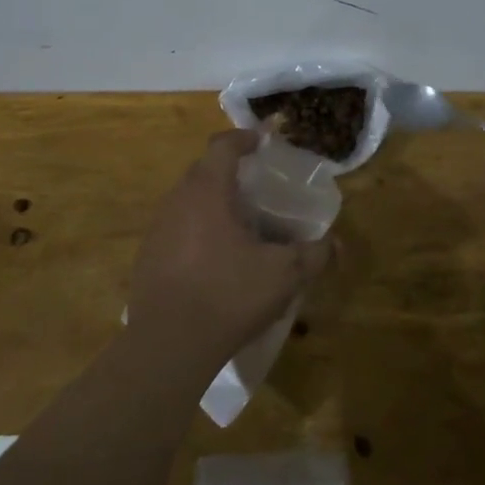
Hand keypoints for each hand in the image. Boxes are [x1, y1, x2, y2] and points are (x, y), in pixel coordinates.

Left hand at [127, 129, 333, 376]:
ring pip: (188, 200)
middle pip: (203, 170)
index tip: (261, 143)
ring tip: (239, 225)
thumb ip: (314, 255)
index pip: (223, 145)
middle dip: (229, 172)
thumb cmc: (227, 295)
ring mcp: (157, 228)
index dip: (244, 138)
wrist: (166, 345)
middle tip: (257, 188)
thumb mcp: (283, 275)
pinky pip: (176, 229)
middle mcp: (178, 200)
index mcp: (208, 190)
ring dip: (212, 203)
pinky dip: (196, 231)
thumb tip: (337, 246)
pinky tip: (214, 260)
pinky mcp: (147, 257)